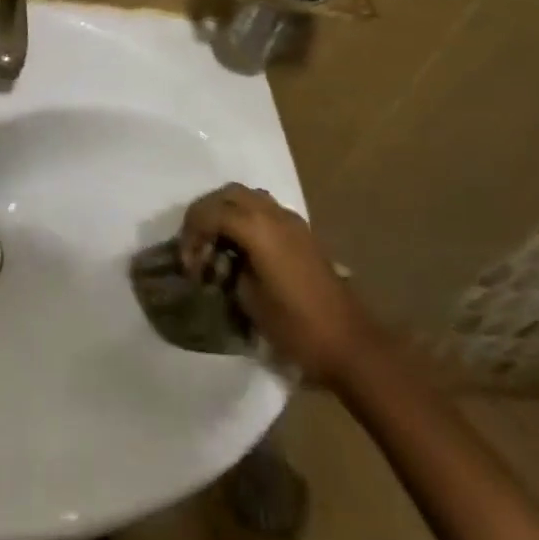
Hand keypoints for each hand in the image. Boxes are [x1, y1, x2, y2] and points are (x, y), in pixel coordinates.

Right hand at [181, 184, 366, 386]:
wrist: (351, 345)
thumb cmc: (297, 327)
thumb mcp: (249, 300)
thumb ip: (228, 269)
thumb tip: (217, 261)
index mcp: (258, 228)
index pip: (210, 212)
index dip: (191, 234)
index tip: (188, 265)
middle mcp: (274, 214)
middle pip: (227, 194)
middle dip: (205, 214)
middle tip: (195, 244)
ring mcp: (292, 221)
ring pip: (248, 197)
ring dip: (226, 212)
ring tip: (216, 243)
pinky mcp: (302, 233)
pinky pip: (265, 210)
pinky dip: (246, 219)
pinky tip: (242, 249)